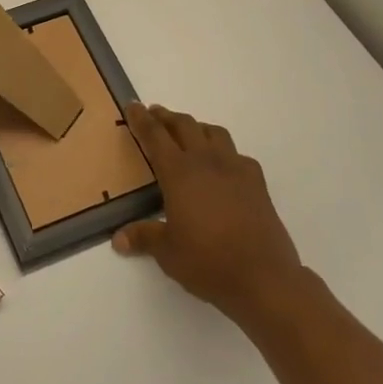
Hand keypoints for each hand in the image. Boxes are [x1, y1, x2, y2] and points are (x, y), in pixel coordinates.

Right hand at [112, 103, 306, 324]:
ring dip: (196, 127)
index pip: (155, 136)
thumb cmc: (208, 262)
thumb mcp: (168, 252)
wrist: (264, 278)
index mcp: (179, 173)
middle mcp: (206, 162)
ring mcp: (235, 170)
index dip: (141, 119)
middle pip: (185, 125)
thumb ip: (144, 238)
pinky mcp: (257, 184)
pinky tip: (223, 166)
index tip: (132, 106)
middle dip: (167, 117)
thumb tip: (118, 240)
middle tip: (155, 114)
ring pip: (214, 133)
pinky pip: (238, 155)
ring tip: (188, 133)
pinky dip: (225, 151)